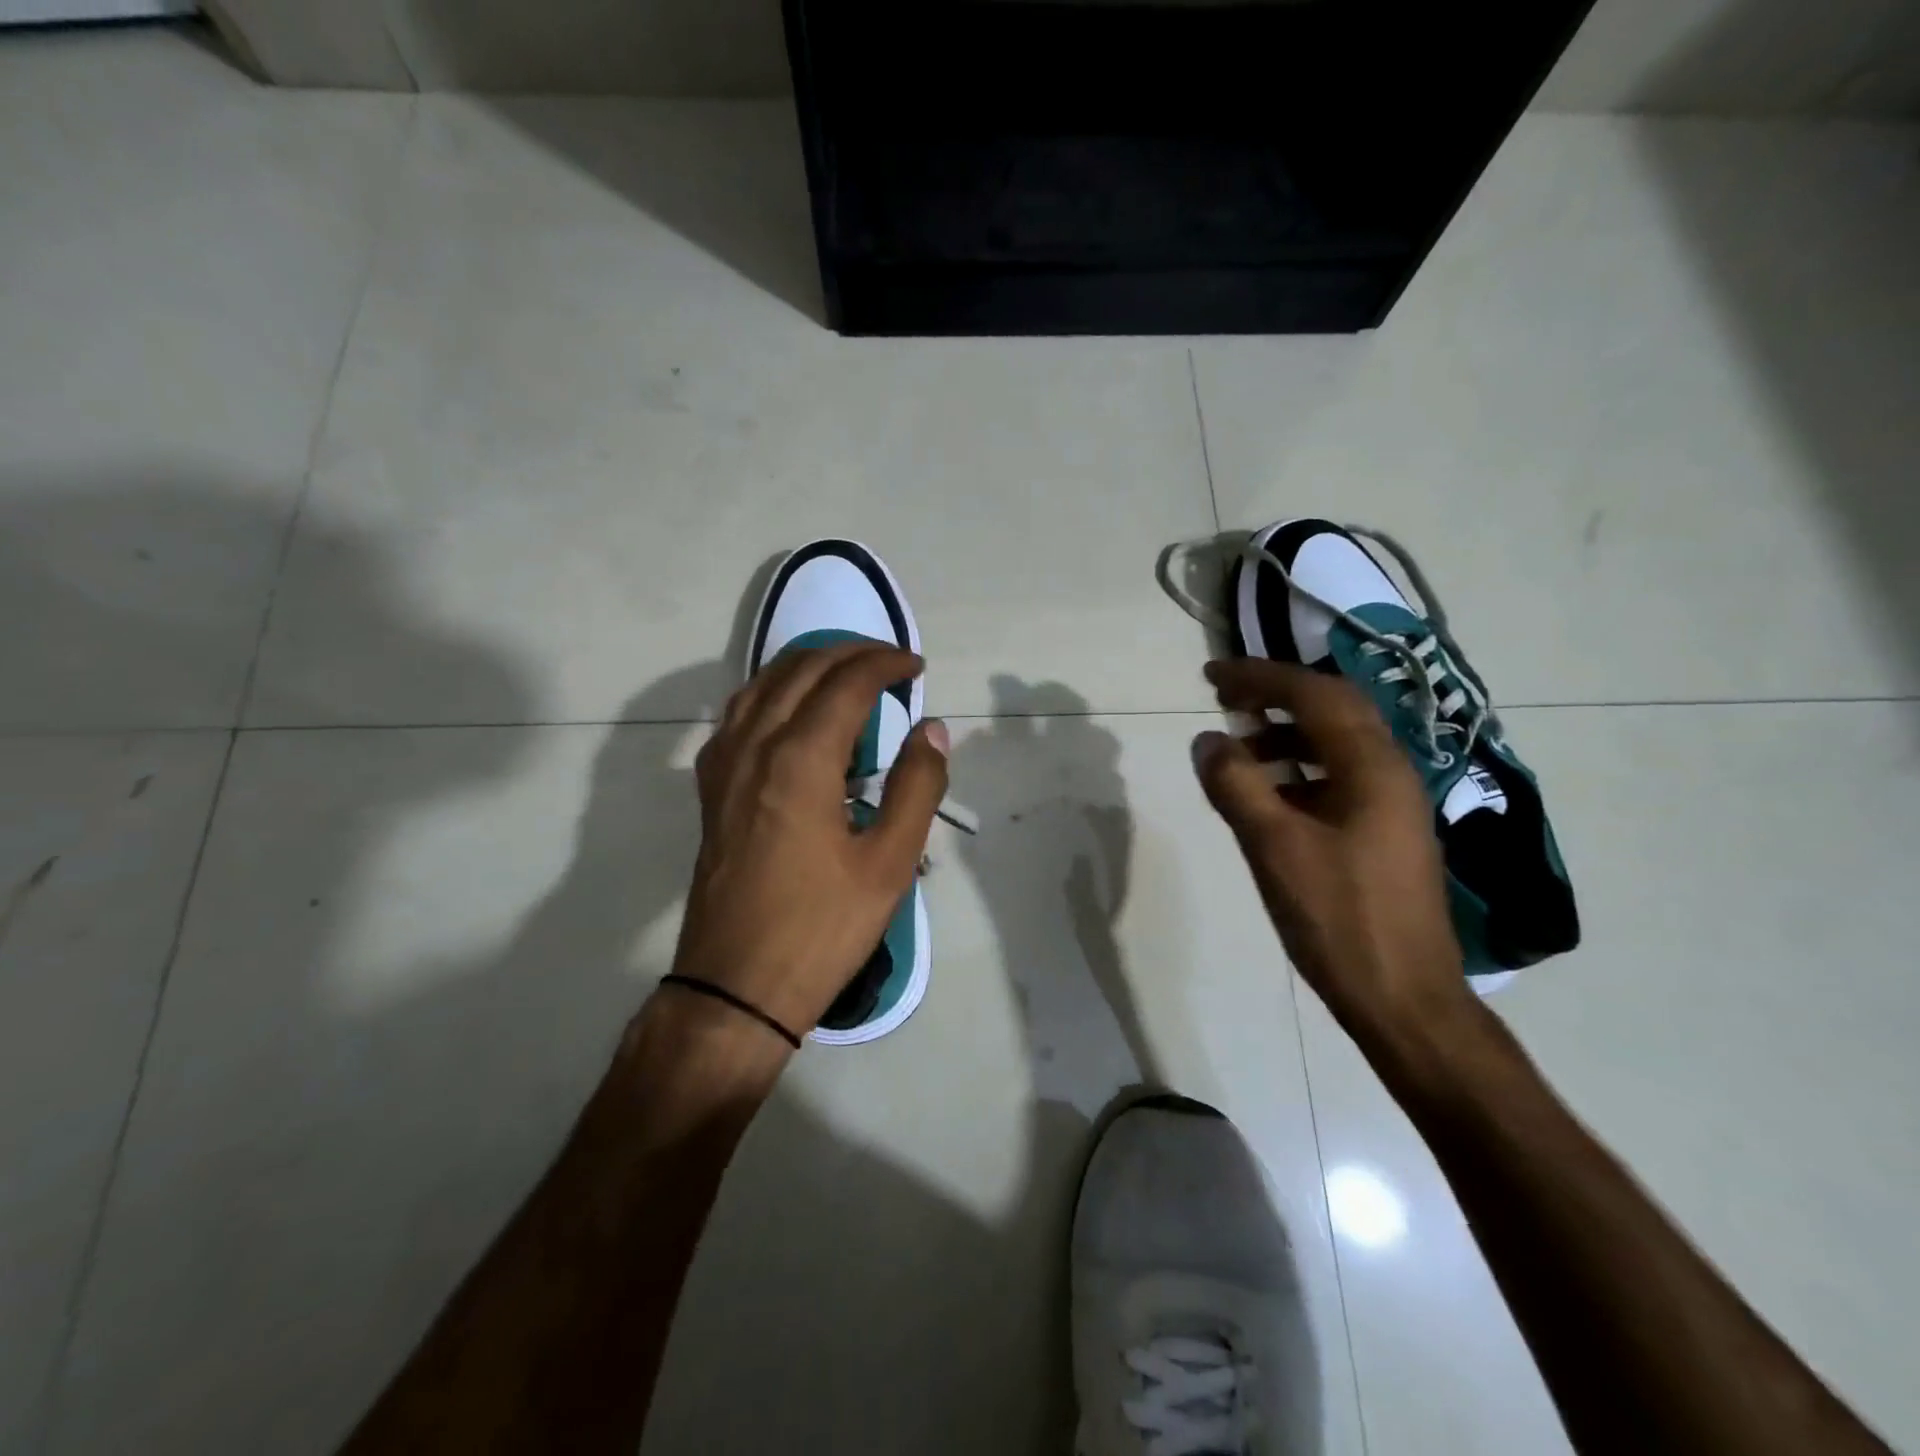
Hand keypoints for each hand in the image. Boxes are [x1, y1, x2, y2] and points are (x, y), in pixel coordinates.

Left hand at [669, 642, 949, 1041]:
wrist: (737, 986)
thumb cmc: (822, 927)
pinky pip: (740, 715)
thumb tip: (931, 729)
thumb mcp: (889, 863)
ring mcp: (724, 766)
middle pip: (801, 670)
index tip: (916, 667)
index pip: (846, 683)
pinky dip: (774, 693)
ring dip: (808, 666)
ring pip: (762, 685)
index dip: (886, 665)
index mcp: (800, 760)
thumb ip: (917, 786)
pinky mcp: (711, 789)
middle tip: (890, 663)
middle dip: (850, 653)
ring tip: (847, 673)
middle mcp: (754, 746)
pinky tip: (794, 713)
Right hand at [1193, 658, 1478, 1049]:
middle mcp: (1391, 775)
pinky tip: (1268, 796)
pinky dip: (1297, 771)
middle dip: (1276, 695)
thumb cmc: (1339, 919)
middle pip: (1333, 709)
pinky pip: (1337, 778)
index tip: (1211, 674)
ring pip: (1336, 745)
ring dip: (1285, 734)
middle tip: (1225, 696)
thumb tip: (1207, 739)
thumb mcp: (1274, 848)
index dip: (1260, 677)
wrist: (1403, 1000)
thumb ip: (1236, 785)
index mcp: (1373, 768)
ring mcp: (1391, 806)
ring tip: (1237, 748)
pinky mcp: (1383, 835)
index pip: (1314, 696)